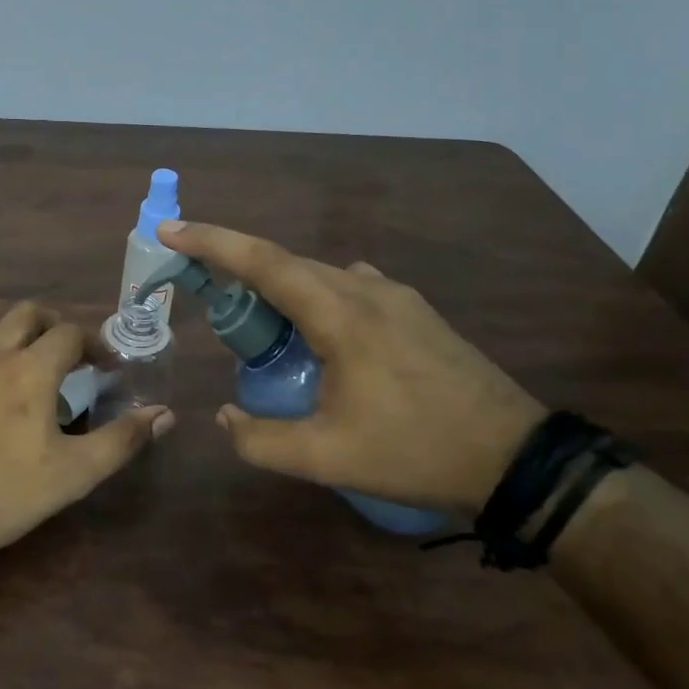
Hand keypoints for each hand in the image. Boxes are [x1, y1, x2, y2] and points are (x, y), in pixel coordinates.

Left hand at [0, 301, 173, 568]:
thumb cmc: (2, 492)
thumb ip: (121, 440)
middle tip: (67, 353)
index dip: (93, 343)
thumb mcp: (73, 474)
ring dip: (14, 339)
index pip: (68, 332)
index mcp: (29, 369)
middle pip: (25, 314)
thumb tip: (164, 414)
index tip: (104, 366)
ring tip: (27, 373)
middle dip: (51, 324)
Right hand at [157, 222, 543, 513]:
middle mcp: (365, 290)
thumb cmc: (416, 452)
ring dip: (277, 286)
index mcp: (341, 315)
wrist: (517, 459)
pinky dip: (313, 297)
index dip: (213, 242)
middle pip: (286, 263)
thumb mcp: (328, 458)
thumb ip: (261, 440)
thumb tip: (224, 417)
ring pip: (318, 275)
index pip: (264, 262)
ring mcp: (396, 296)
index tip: (171, 228)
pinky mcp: (415, 312)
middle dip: (237, 266)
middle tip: (200, 286)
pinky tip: (316, 334)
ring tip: (256, 322)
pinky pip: (347, 288)